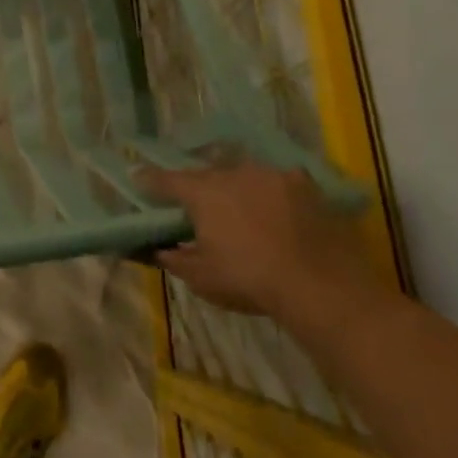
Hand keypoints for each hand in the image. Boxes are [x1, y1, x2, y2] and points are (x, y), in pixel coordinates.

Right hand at [137, 162, 383, 334]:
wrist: (320, 284)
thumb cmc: (250, 279)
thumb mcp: (202, 278)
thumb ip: (175, 259)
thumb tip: (159, 249)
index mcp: (203, 193)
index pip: (166, 180)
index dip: (149, 180)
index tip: (137, 177)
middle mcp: (233, 173)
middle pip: (207, 175)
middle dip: (199, 187)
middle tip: (197, 204)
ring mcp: (271, 174)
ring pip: (243, 175)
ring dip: (236, 188)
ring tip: (240, 208)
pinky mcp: (304, 184)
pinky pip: (278, 182)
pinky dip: (272, 194)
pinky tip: (277, 210)